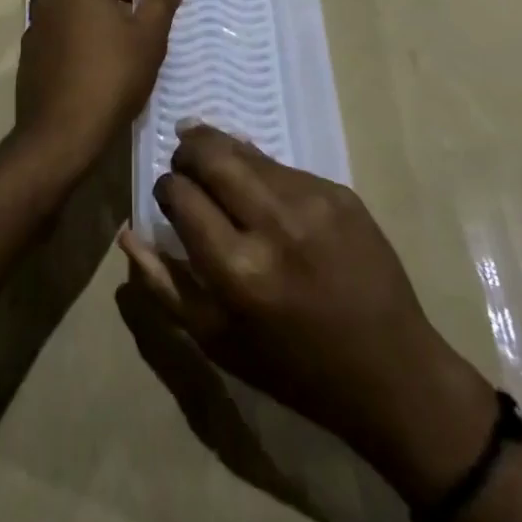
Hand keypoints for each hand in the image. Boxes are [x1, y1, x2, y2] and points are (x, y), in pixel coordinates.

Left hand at [14, 0, 185, 177]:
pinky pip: (59, 22)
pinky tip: (98, 55)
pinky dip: (79, 23)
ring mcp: (36, 23)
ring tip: (125, 32)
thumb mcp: (148, 39)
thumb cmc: (110, 78)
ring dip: (97, 2)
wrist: (59, 134)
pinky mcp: (31, 50)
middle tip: (141, 2)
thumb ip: (161, 0)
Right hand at [120, 124, 494, 499]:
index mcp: (238, 270)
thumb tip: (127, 232)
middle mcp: (274, 224)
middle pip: (212, 153)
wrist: (393, 373)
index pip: (180, 194)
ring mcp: (313, 201)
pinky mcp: (340, 192)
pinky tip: (263, 193)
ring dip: (223, 153)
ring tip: (213, 163)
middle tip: (182, 160)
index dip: (166, 187)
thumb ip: (164, 284)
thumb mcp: (217, 342)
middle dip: (187, 148)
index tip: (167, 195)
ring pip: (248, 151)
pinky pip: (284, 167)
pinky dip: (262, 172)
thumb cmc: (294, 368)